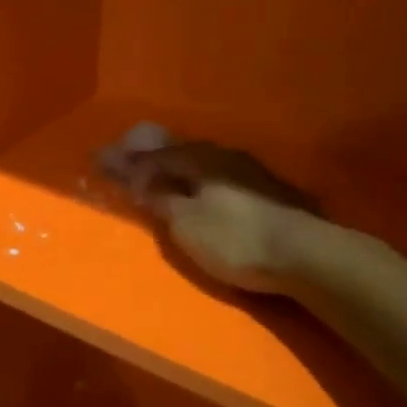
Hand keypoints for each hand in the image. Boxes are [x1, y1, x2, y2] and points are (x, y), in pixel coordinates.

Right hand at [103, 133, 317, 294]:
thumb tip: (136, 175)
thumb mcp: (186, 222)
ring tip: (161, 175)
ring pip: (201, 163)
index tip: (101, 159)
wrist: (305, 254)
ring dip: (177, 168)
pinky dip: (199, 180)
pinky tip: (200, 189)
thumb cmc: (235, 239)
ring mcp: (248, 171)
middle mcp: (221, 156)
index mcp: (197, 159)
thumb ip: (160, 197)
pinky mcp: (267, 190)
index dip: (126, 159)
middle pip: (177, 152)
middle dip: (151, 157)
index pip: (152, 155)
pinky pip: (218, 176)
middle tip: (128, 162)